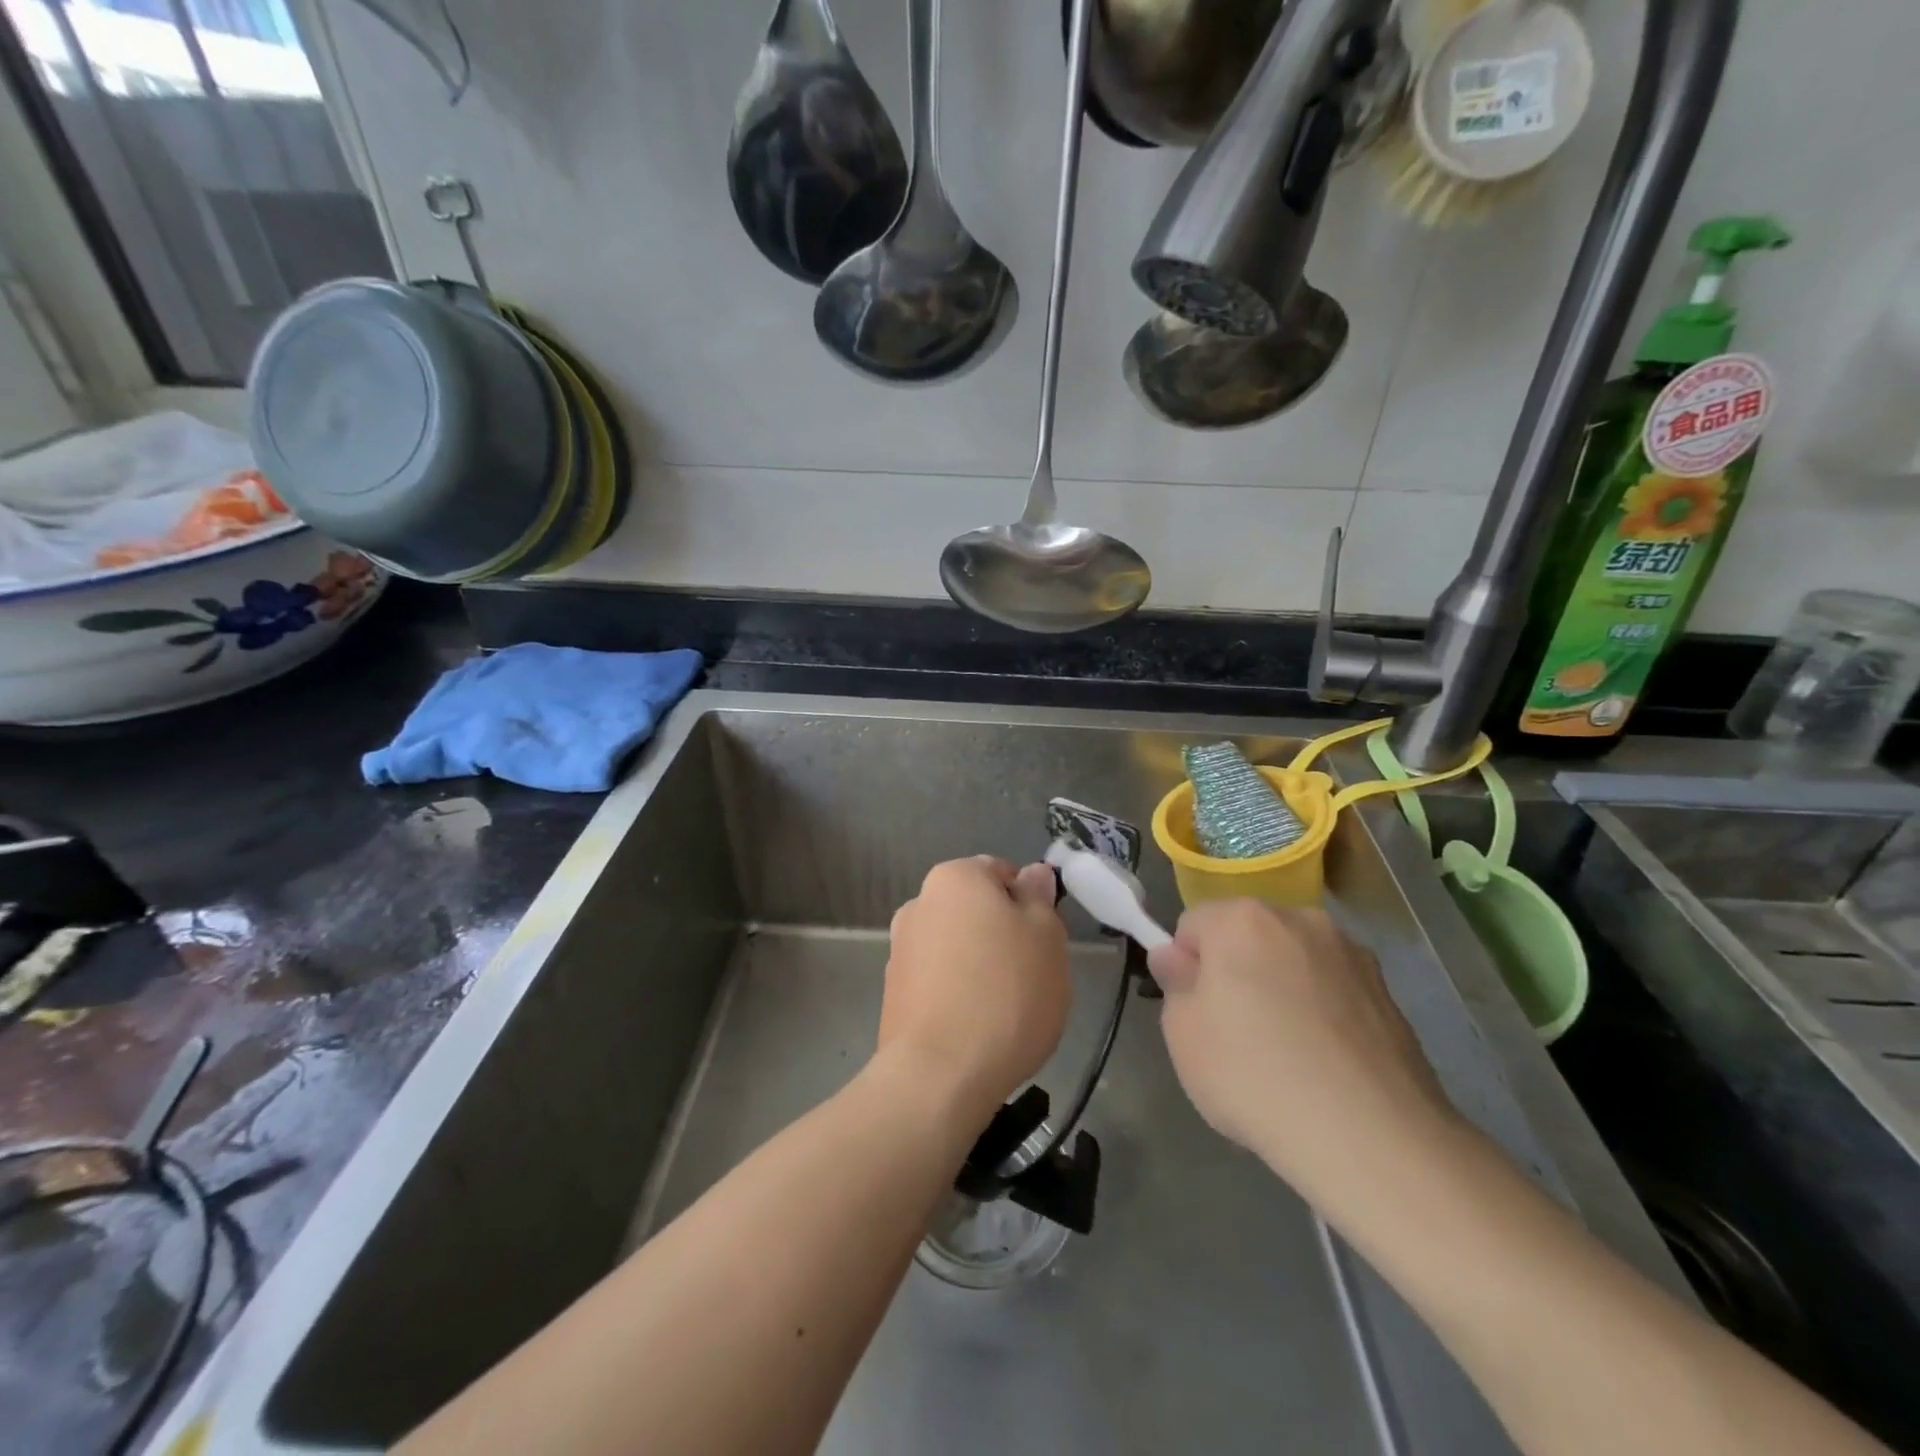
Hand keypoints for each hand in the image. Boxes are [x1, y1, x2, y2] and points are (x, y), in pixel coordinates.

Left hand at [879, 857, 1070, 1119]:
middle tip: (1031, 974)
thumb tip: (1032, 874)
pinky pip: (938, 982)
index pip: (1001, 872)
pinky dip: (957, 994)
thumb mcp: (1046, 936)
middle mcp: (919, 903)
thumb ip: (1039, 897)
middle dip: (1003, 935)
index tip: (1044, 940)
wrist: (939, 1075)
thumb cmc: (1006, 993)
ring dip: (980, 966)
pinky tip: (976, 1028)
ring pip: (957, 947)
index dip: (1030, 903)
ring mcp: (900, 950)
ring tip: (1004, 1010)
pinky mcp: (893, 993)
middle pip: (976, 910)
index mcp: (954, 877)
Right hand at [1147, 900, 1453, 1192]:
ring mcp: (1352, 956)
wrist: (1372, 1139)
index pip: (1193, 926)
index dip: (1186, 967)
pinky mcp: (1389, 996)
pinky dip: (1322, 1015)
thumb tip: (1176, 958)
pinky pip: (1334, 994)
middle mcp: (1300, 920)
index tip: (1194, 1013)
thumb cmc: (1254, 1075)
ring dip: (1282, 990)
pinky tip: (1325, 1068)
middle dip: (1236, 972)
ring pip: (1294, 963)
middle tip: (1234, 1035)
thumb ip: (1174, 983)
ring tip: (1287, 1057)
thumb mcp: (1182, 1034)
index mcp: (1243, 919)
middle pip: (1248, 937)